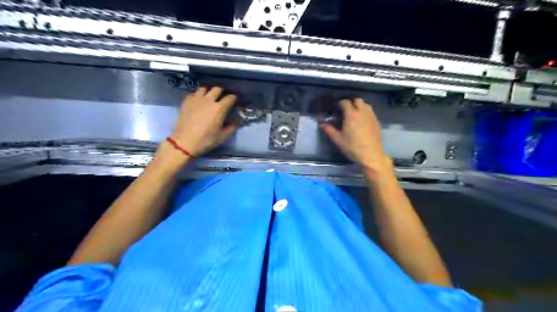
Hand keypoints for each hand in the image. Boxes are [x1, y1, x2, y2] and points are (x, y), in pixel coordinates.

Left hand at [173, 87, 236, 155]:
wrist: (184, 141)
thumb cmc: (205, 140)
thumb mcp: (222, 137)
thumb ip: (230, 128)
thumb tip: (234, 123)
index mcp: (219, 108)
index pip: (230, 98)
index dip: (234, 98)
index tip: (235, 100)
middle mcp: (208, 100)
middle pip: (217, 89)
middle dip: (221, 92)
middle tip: (222, 97)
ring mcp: (196, 99)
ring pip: (204, 88)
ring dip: (208, 91)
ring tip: (209, 97)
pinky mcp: (186, 102)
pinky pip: (193, 94)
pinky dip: (197, 95)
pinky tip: (198, 101)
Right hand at [320, 97, 392, 172]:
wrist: (370, 155)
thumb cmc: (352, 147)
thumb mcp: (338, 139)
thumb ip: (329, 130)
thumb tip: (321, 123)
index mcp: (351, 115)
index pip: (345, 102)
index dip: (340, 104)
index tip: (336, 109)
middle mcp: (362, 112)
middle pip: (357, 100)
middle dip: (351, 103)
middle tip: (345, 111)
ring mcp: (371, 116)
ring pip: (366, 104)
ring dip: (359, 106)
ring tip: (354, 114)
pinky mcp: (376, 121)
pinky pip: (370, 112)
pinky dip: (365, 112)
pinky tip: (362, 121)